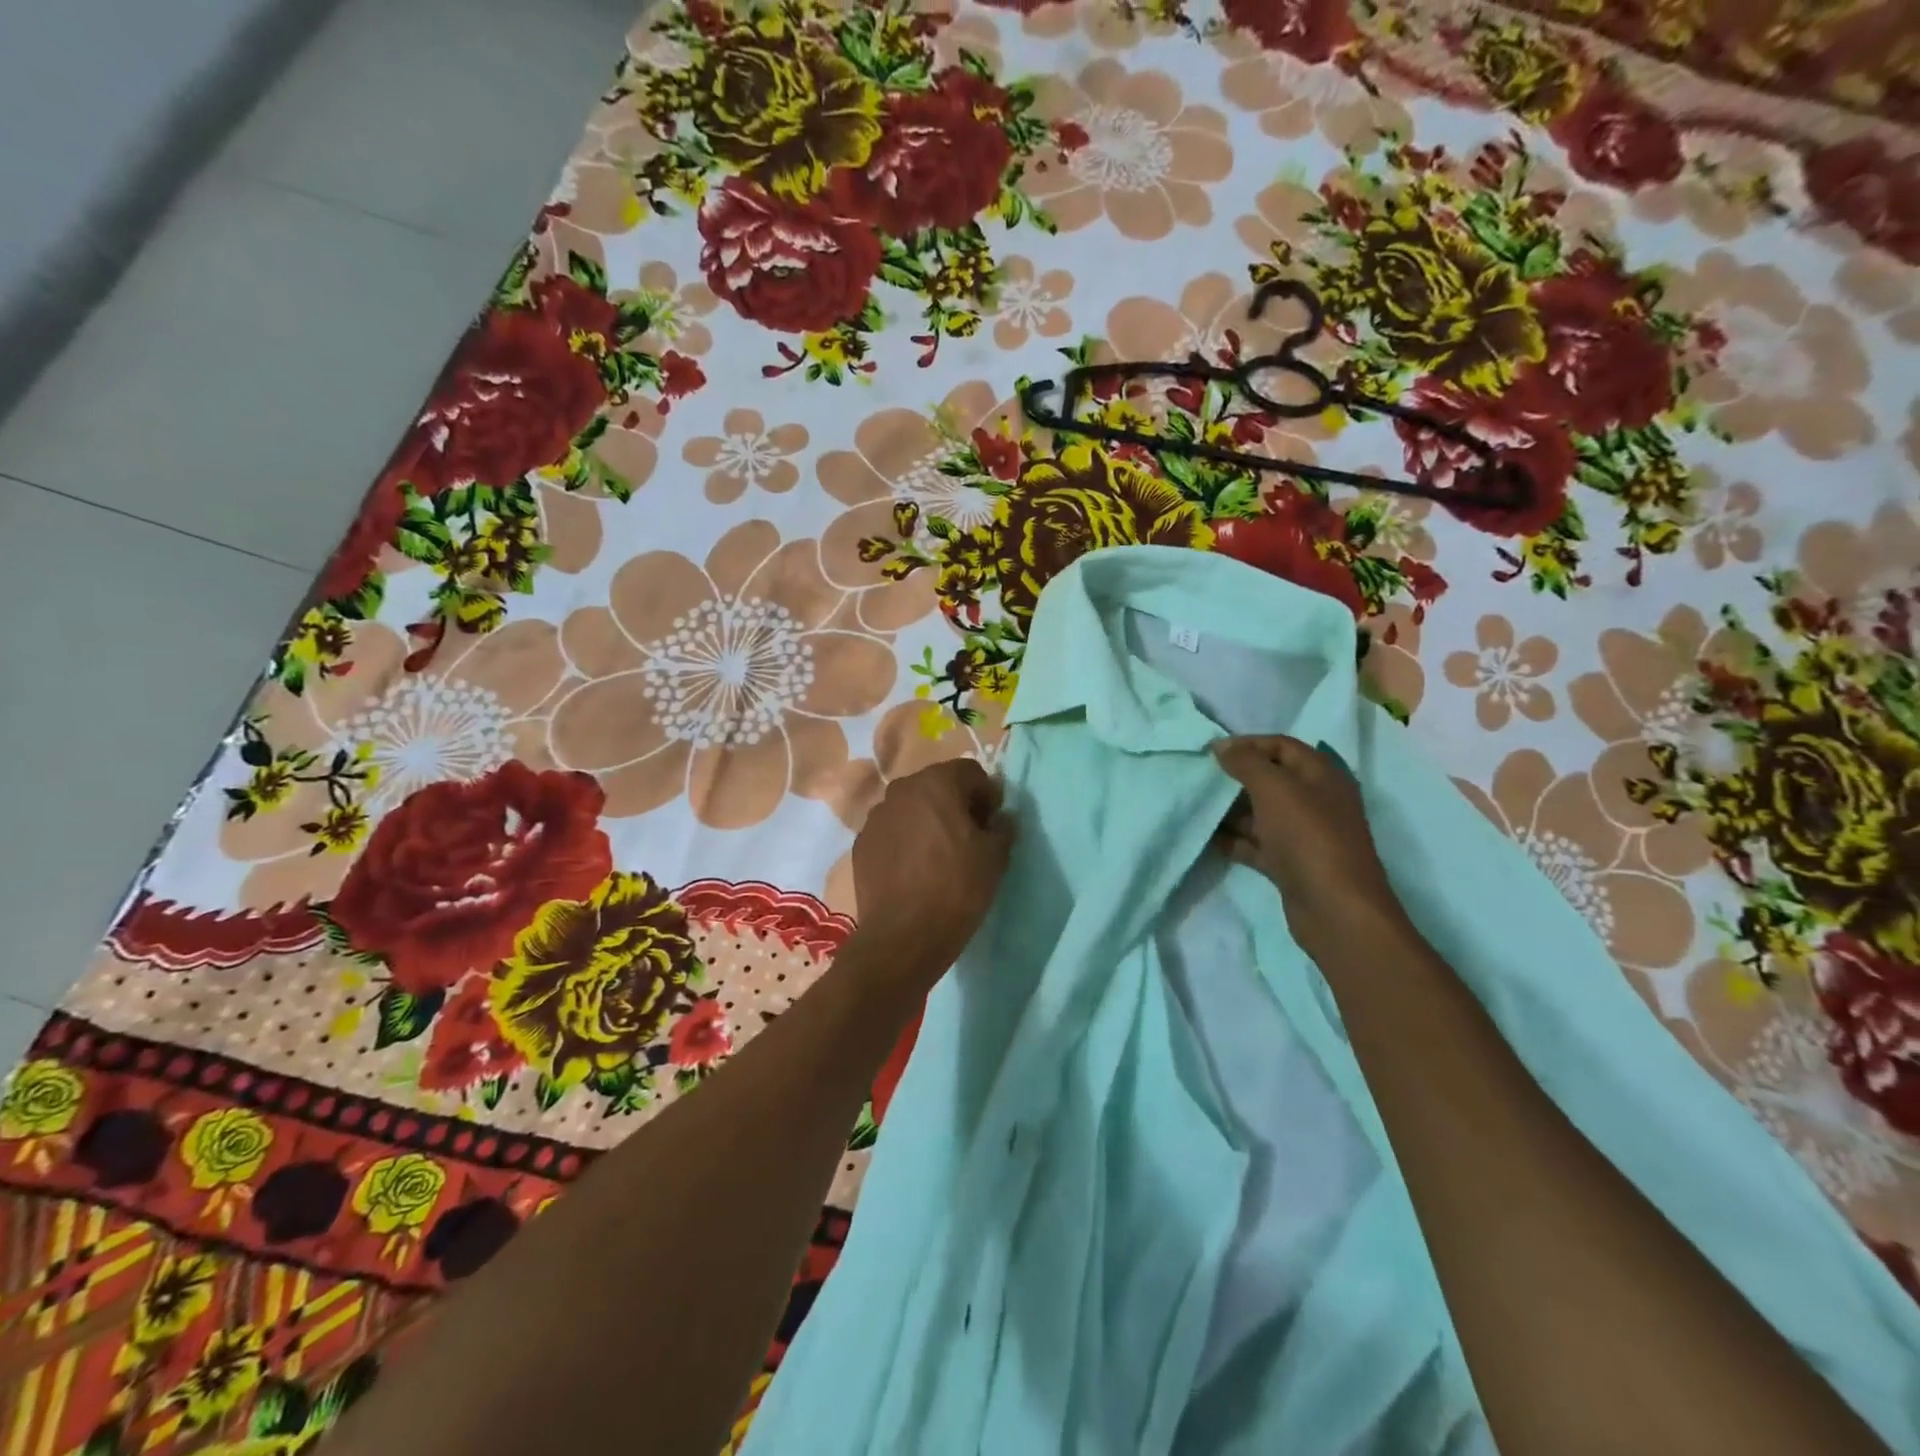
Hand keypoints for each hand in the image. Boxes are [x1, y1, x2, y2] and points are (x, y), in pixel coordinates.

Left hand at [847, 759, 1014, 988]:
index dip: (987, 795)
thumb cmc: (957, 888)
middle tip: (970, 837)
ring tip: (940, 855)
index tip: (992, 823)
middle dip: (956, 804)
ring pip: (912, 808)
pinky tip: (915, 870)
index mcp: (936, 782)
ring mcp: (876, 816)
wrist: (904, 936)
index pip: (970, 772)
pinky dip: (906, 841)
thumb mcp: (996, 856)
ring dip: (928, 821)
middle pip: (937, 786)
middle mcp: (901, 790)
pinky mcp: (861, 844)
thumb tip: (1000, 819)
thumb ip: (1003, 826)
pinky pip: (892, 831)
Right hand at [1213, 735, 1405, 954]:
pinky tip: (1209, 839)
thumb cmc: (1308, 838)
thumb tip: (1222, 746)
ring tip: (1198, 807)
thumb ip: (1246, 762)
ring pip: (1262, 813)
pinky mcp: (1291, 864)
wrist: (1335, 910)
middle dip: (1236, 778)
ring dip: (1231, 810)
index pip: (1282, 746)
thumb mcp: (1275, 789)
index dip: (1248, 744)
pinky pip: (1257, 844)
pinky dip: (1235, 840)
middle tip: (1201, 779)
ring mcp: (1303, 835)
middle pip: (1271, 780)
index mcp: (1321, 776)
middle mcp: (1316, 801)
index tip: (1211, 752)